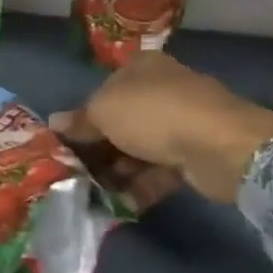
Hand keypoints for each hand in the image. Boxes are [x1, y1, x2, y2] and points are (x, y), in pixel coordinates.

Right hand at [50, 51, 272, 205]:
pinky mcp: (195, 154)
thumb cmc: (152, 114)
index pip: (104, 90)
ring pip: (140, 148)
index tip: (67, 142)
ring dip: (119, 171)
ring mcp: (181, 122)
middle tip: (78, 173)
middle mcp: (161, 90)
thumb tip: (53, 122)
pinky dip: (142, 186)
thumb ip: (79, 120)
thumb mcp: (103, 111)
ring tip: (97, 193)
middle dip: (100, 148)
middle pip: (122, 121)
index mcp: (140, 68)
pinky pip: (160, 170)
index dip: (84, 116)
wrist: (219, 145)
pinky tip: (123, 204)